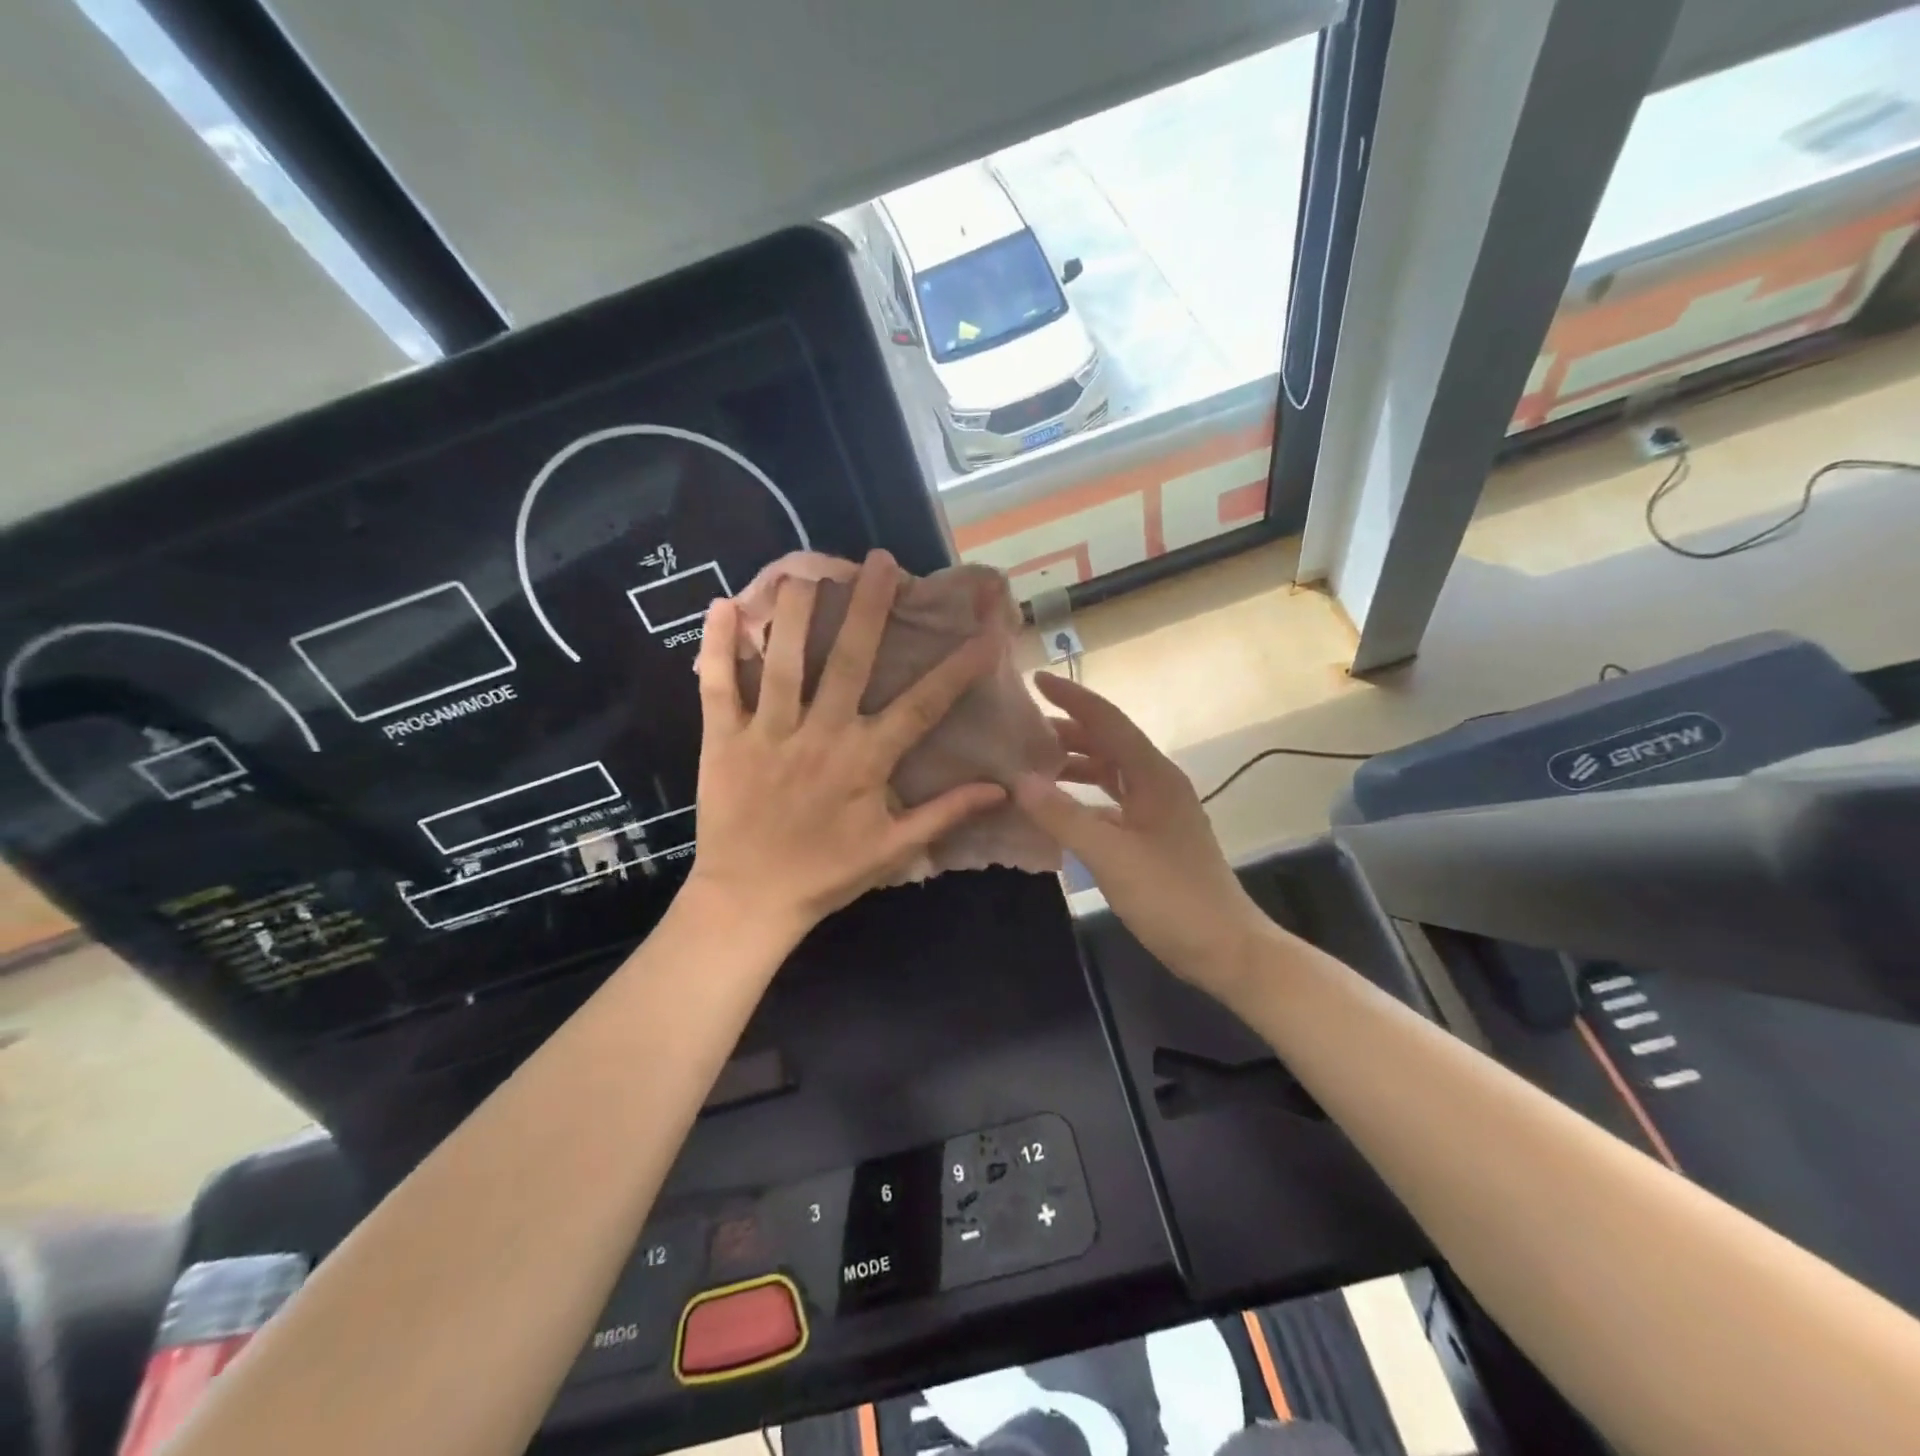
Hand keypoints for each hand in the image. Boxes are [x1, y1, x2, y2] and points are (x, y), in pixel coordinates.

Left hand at [687, 550, 1007, 935]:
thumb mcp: (894, 849)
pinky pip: (719, 687)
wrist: (749, 900)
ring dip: (796, 613)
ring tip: (806, 569)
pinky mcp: (725, 740)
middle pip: (848, 661)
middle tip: (881, 563)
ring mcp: (768, 734)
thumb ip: (945, 813)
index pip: (922, 705)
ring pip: (783, 662)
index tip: (985, 634)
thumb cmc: (827, 874)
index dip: (957, 669)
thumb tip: (1001, 789)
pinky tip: (721, 606)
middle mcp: (820, 735)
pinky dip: (718, 647)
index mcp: (865, 761)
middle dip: (868, 609)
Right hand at [1012, 673, 1268, 1005]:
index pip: (1108, 721)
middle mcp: (1158, 784)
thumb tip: (1019, 780)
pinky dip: (1085, 796)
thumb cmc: (1171, 897)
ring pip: (1111, 772)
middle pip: (1109, 742)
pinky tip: (1060, 807)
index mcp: (1154, 776)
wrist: (1226, 949)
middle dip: (1068, 729)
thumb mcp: (1111, 856)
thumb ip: (1063, 816)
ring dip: (1075, 763)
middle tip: (1022, 728)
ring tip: (1033, 763)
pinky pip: (1113, 801)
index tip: (1035, 679)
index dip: (1072, 698)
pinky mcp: (1155, 836)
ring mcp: (1158, 811)